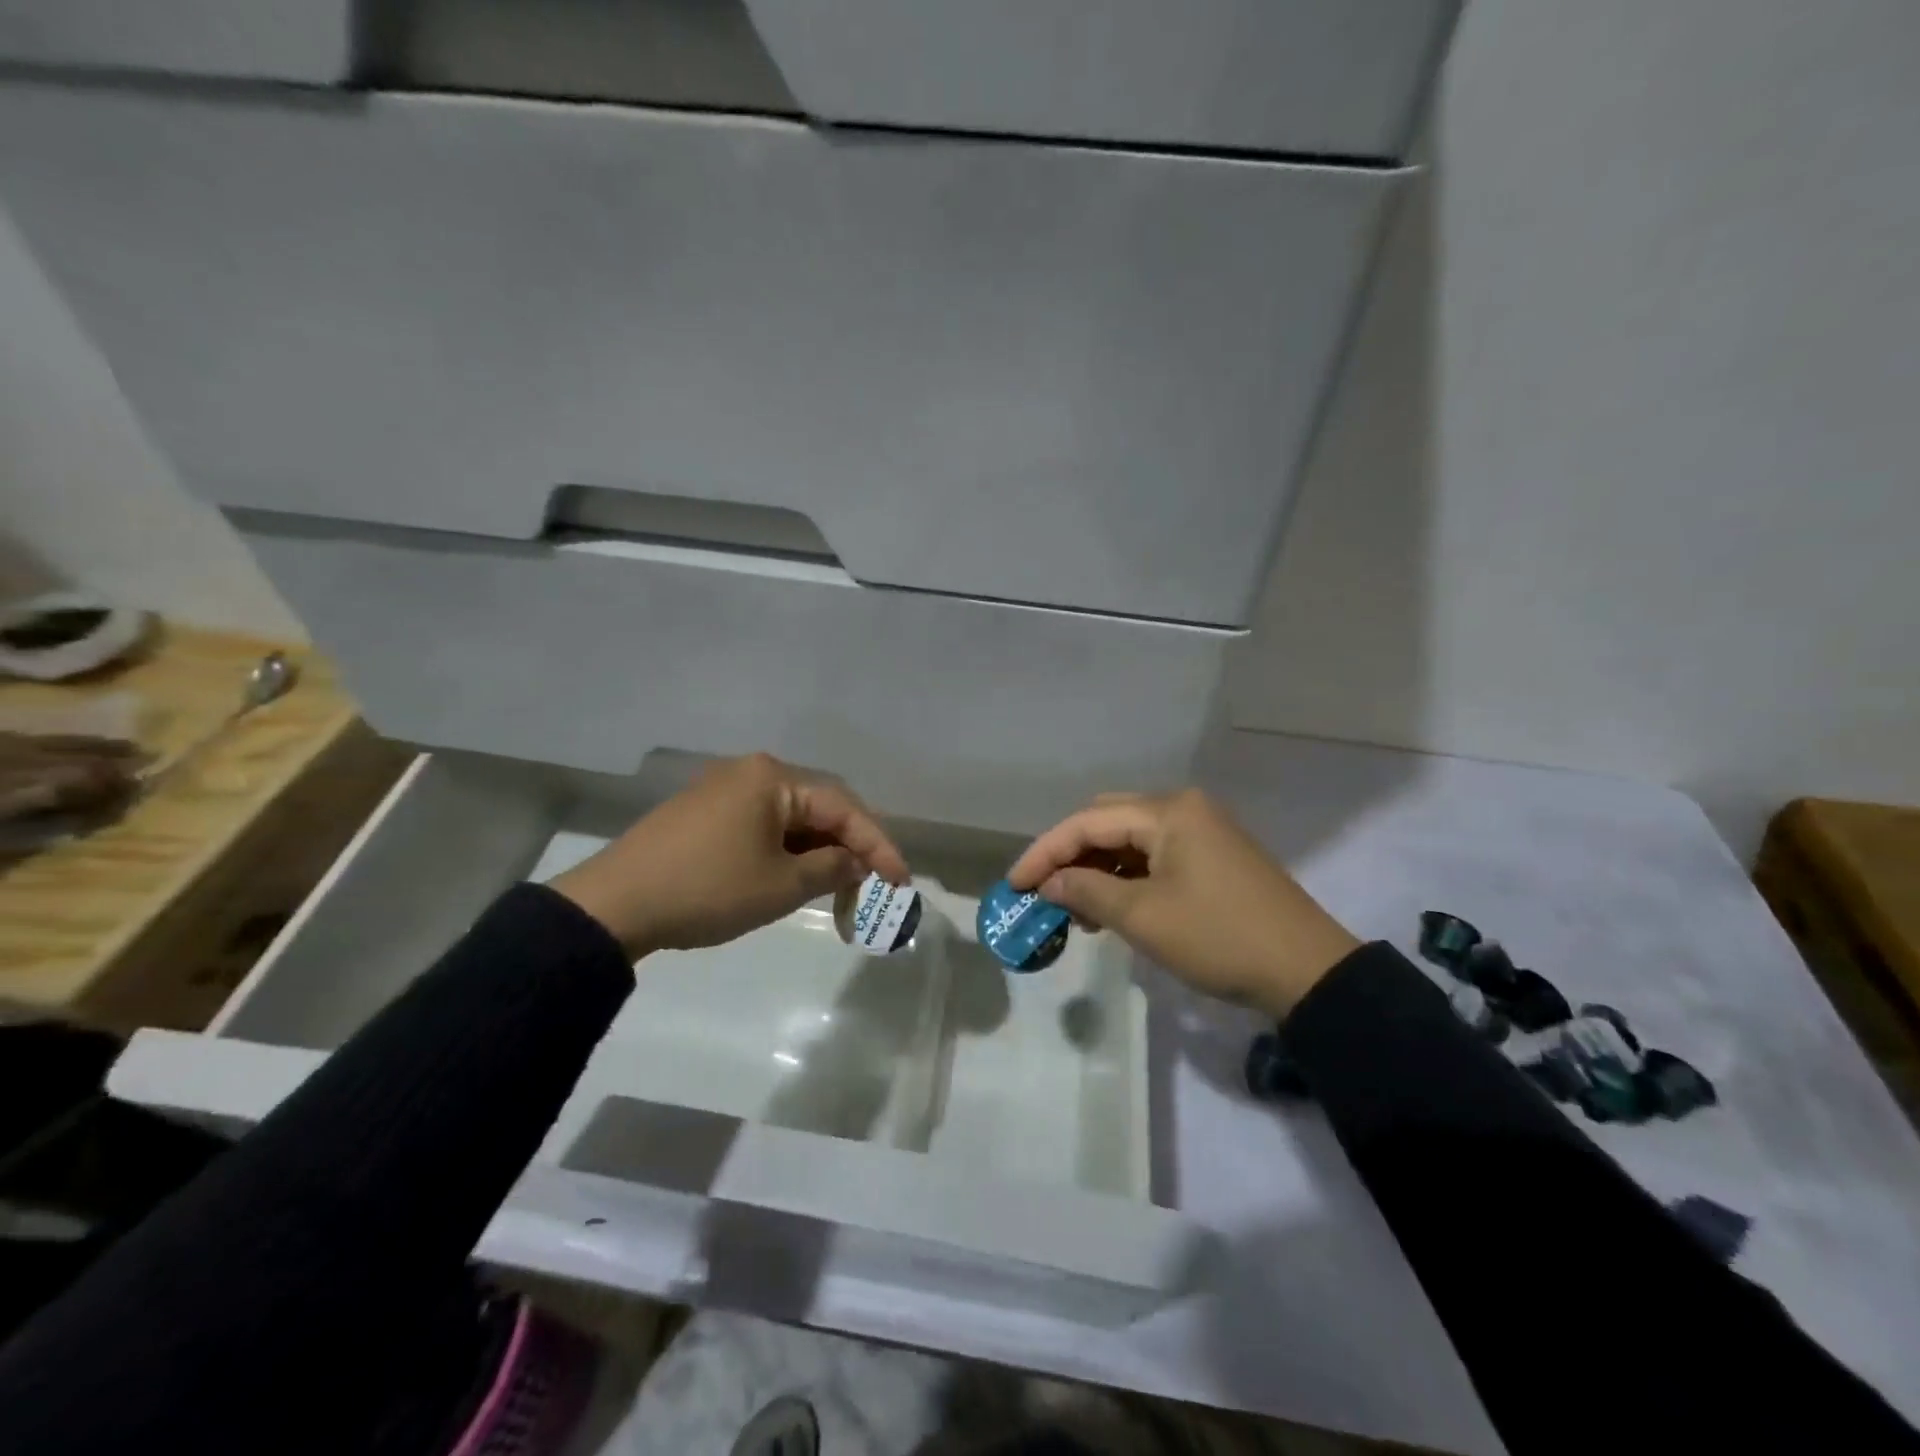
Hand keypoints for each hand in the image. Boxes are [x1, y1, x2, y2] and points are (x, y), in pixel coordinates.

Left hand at [550, 753, 910, 957]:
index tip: (902, 882)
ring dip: (819, 852)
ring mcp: (725, 790)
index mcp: (773, 777)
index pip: (843, 807)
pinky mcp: (706, 812)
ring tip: (837, 890)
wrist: (614, 905)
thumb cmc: (708, 889)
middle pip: (819, 807)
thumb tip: (856, 861)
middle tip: (872, 886)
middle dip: (850, 847)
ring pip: (792, 818)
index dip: (878, 846)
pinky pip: (764, 825)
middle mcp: (752, 772)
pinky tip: (796, 877)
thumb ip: (832, 867)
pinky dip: (788, 851)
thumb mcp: (781, 884)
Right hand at [1006, 790, 1359, 1017]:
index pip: (1087, 822)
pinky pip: (1154, 855)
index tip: (1013, 884)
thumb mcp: (1144, 918)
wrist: (1308, 971)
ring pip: (1130, 840)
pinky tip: (1111, 906)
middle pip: (1107, 822)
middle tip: (1043, 892)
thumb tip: (1049, 884)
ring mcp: (1202, 830)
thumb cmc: (1219, 938)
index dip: (1044, 852)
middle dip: (1070, 856)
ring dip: (1097, 869)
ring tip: (1075, 910)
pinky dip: (1126, 876)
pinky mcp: (1212, 855)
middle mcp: (1183, 808)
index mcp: (1167, 811)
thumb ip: (1087, 892)